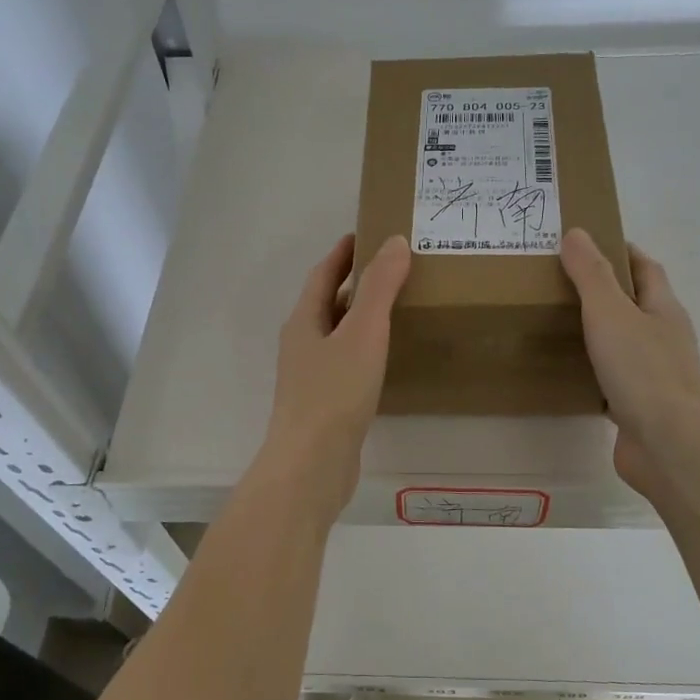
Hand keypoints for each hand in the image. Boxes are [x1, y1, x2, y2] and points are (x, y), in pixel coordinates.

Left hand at [259, 233, 410, 514]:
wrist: (312, 465)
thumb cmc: (334, 393)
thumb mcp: (362, 333)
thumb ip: (380, 287)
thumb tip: (395, 241)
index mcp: (304, 321)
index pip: (323, 275)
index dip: (343, 253)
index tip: (367, 234)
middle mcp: (302, 344)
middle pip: (328, 304)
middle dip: (355, 284)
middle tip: (393, 269)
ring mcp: (310, 377)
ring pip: (338, 336)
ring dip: (361, 318)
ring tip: (396, 308)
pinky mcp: (324, 405)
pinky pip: (346, 364)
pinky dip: (365, 350)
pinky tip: (386, 360)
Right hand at [560, 228, 699, 496]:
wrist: (669, 444)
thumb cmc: (643, 371)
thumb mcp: (610, 313)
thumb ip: (591, 275)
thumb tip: (577, 233)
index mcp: (663, 308)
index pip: (645, 268)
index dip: (620, 251)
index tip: (586, 243)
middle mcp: (662, 337)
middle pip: (634, 305)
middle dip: (602, 292)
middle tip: (557, 283)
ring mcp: (653, 375)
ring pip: (621, 344)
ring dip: (596, 333)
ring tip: (554, 324)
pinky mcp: (638, 407)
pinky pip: (611, 380)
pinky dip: (591, 372)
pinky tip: (564, 374)